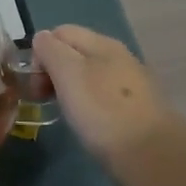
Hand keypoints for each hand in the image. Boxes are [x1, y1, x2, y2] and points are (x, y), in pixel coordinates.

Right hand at [32, 25, 181, 174]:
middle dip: (52, 71)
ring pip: (87, 75)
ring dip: (68, 89)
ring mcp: (129, 82)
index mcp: (101, 43)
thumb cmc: (102, 110)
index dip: (40, 53)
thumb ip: (50, 50)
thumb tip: (42, 39)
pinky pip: (101, 95)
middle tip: (44, 99)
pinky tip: (87, 123)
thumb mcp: (68, 73)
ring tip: (64, 112)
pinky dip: (87, 104)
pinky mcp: (135, 107)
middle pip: (73, 53)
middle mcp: (118, 56)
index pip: (59, 32)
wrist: (150, 154)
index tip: (36, 83)